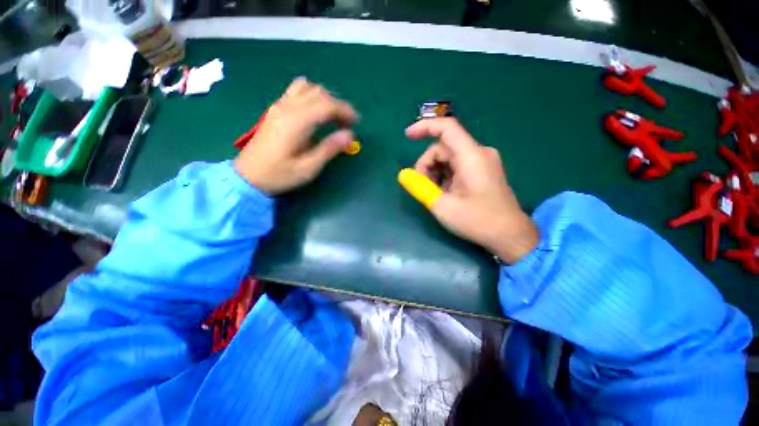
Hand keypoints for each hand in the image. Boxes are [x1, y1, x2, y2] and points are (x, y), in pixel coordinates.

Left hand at [234, 77, 358, 193]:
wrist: (248, 175)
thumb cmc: (279, 175)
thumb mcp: (308, 168)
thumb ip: (329, 149)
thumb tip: (350, 135)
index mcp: (297, 122)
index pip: (327, 104)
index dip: (345, 111)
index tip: (356, 123)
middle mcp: (287, 108)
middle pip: (319, 93)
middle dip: (338, 105)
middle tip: (347, 124)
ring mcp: (279, 106)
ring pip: (307, 88)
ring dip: (325, 98)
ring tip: (333, 116)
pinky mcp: (276, 110)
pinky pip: (296, 91)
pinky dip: (312, 96)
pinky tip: (316, 112)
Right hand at [401, 118, 537, 263]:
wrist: (509, 235)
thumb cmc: (477, 221)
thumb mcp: (442, 206)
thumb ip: (420, 188)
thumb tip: (403, 175)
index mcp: (471, 156)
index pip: (446, 128)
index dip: (424, 127)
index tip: (407, 136)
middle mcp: (479, 152)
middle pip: (444, 147)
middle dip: (428, 164)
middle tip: (423, 187)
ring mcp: (483, 161)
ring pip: (449, 156)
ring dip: (436, 171)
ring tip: (435, 193)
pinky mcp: (484, 170)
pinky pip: (458, 164)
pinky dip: (446, 175)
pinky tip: (446, 192)